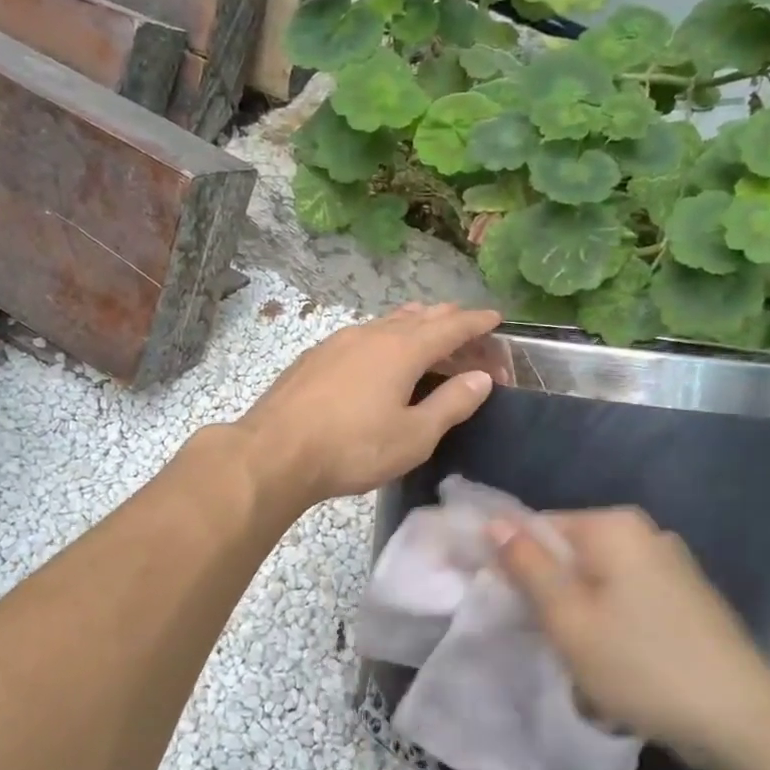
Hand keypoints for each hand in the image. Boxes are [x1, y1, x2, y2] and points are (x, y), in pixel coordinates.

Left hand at [235, 303, 501, 508]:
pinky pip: (362, 336)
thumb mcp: (414, 436)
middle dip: (448, 320)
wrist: (274, 452)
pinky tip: (377, 354)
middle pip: (419, 317)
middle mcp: (371, 334)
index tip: (495, 318)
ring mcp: (338, 342)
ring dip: (414, 325)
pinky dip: (384, 337)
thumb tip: (480, 377)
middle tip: (467, 330)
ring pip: (386, 322)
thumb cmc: (352, 448)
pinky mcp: (315, 357)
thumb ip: (451, 404)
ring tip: (427, 332)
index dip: (476, 322)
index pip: (451, 326)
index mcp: (402, 349)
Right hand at [493, 508, 769, 768]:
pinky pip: (628, 598)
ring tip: (586, 663)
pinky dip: (613, 625)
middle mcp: (646, 533)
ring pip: (598, 582)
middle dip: (552, 595)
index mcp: (614, 526)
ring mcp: (672, 564)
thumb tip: (494, 522)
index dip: (514, 564)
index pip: (539, 527)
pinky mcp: (688, 596)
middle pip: (571, 554)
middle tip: (550, 640)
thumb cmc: (640, 665)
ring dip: (582, 616)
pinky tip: (621, 665)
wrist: (742, 721)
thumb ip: (527, 566)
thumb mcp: (568, 618)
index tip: (507, 606)